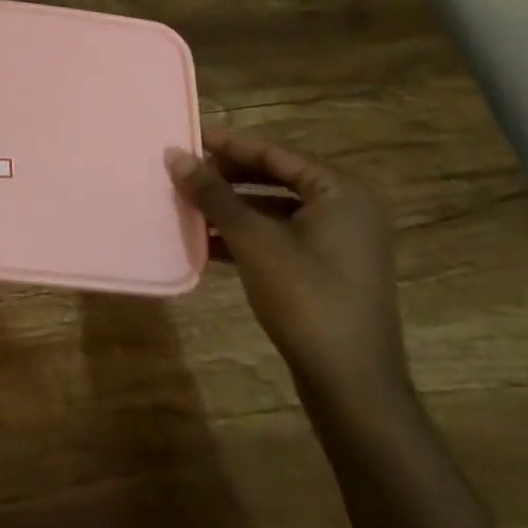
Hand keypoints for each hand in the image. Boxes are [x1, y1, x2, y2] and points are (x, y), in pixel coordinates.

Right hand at [167, 129, 409, 410]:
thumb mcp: (253, 240)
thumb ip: (213, 194)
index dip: (230, 145)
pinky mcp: (330, 273)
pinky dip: (248, 237)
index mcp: (340, 192)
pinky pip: (282, 238)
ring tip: (190, 205)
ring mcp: (341, 244)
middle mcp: (347, 210)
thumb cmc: (306, 298)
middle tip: (187, 172)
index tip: (190, 138)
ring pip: (276, 211)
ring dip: (233, 209)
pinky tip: (208, 244)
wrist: (353, 388)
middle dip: (228, 178)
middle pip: (276, 179)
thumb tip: (175, 154)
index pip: (275, 153)